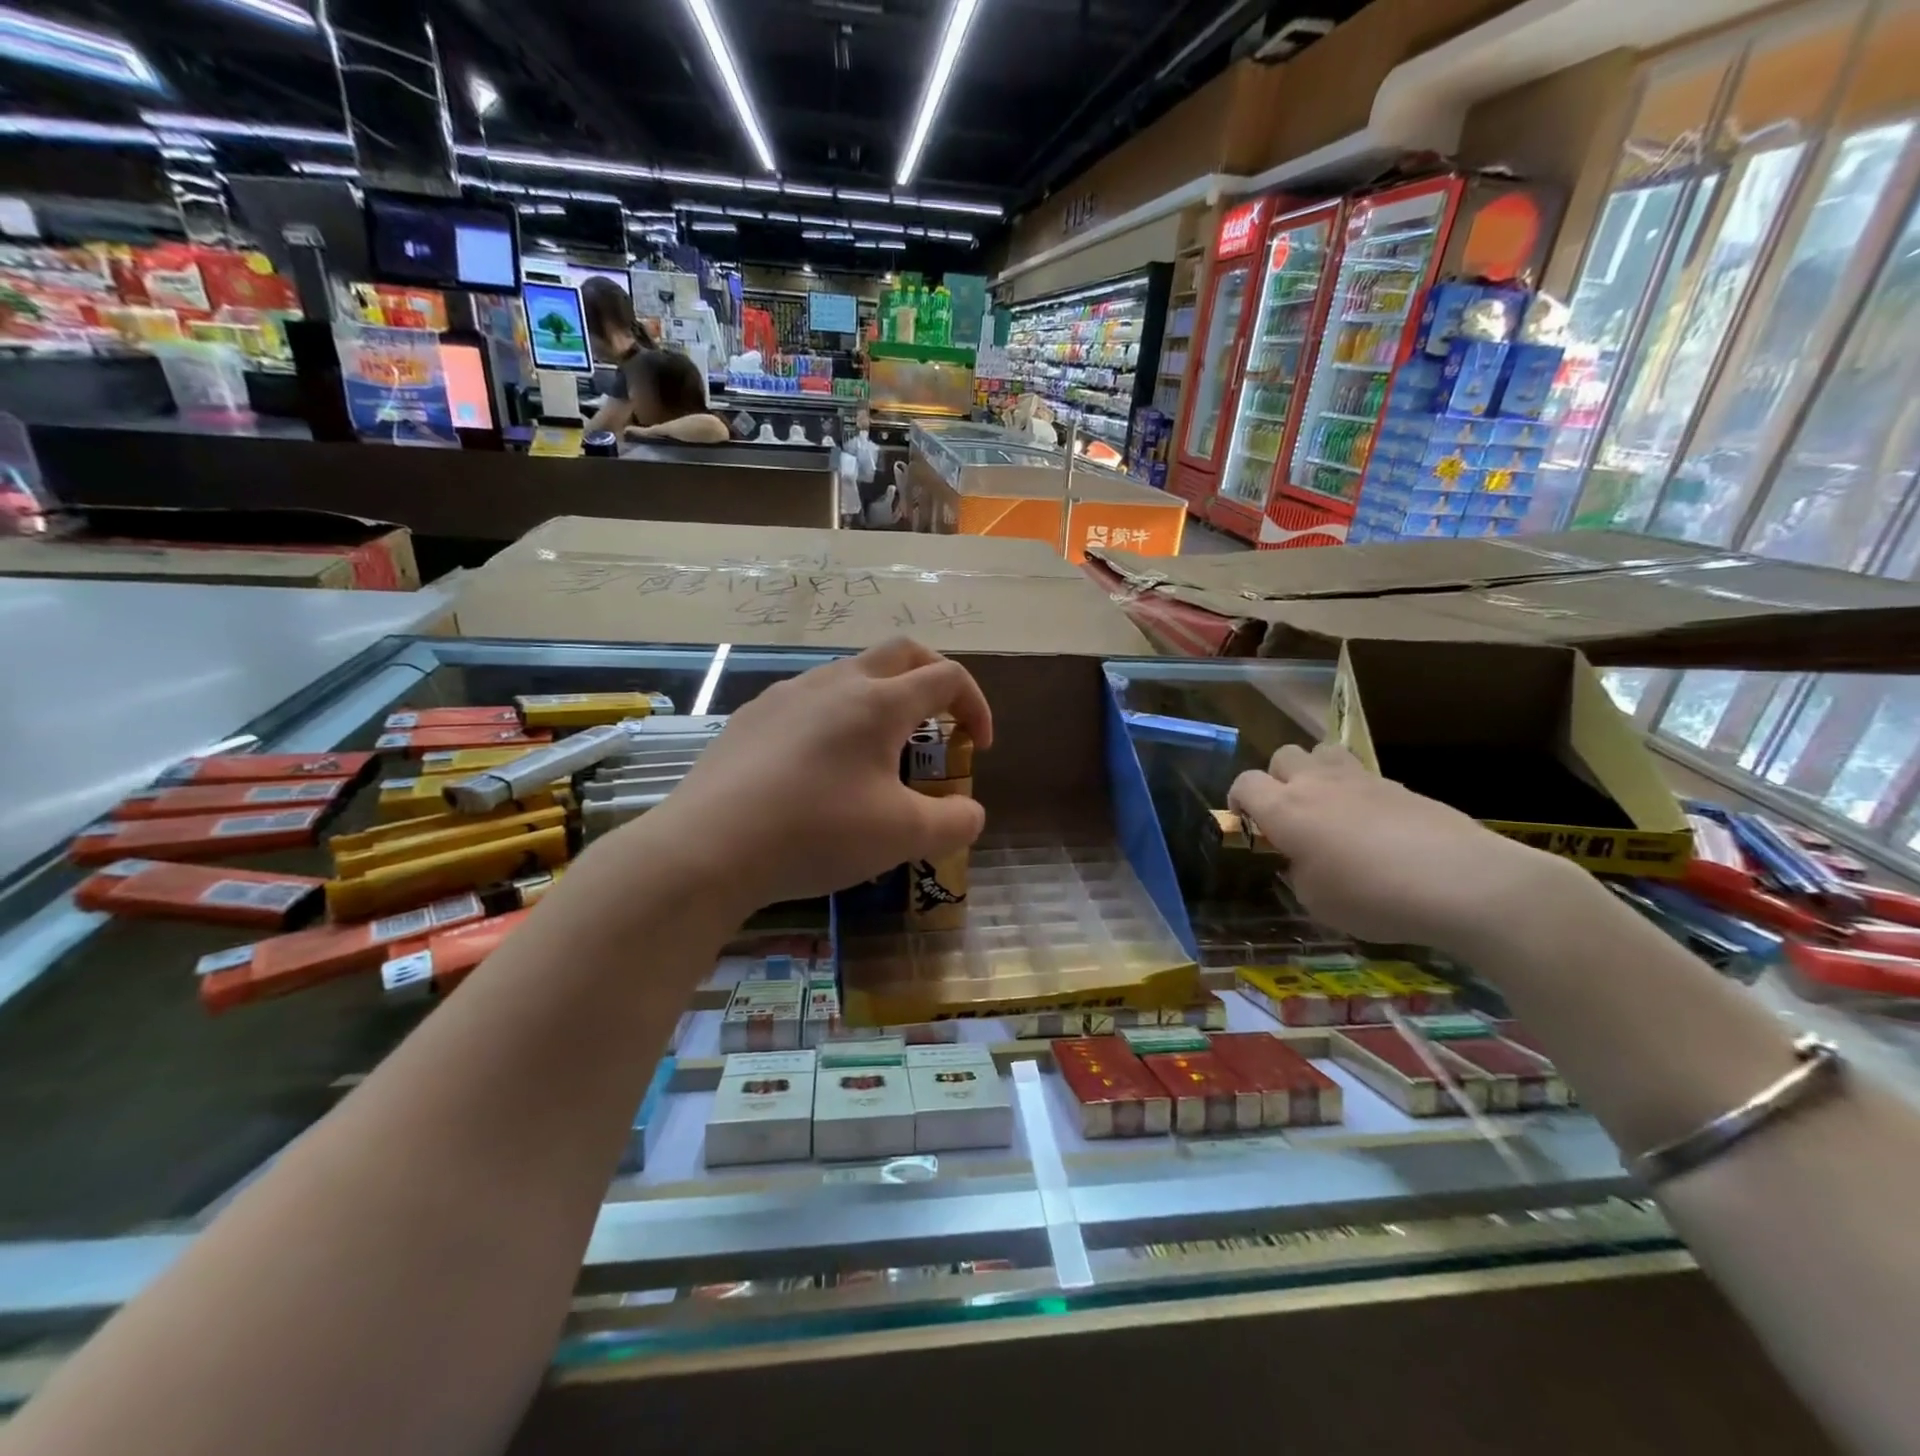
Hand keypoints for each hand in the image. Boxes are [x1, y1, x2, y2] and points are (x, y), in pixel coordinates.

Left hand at [649, 640, 992, 909]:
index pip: (948, 678)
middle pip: (902, 653)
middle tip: (943, 722)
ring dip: (883, 699)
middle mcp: (836, 682)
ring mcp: (788, 694)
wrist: (708, 847)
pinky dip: (837, 718)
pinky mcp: (752, 716)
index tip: (977, 750)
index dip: (975, 707)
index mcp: (880, 702)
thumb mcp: (904, 836)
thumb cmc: (818, 832)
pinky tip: (821, 766)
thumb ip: (956, 821)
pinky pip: (809, 700)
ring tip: (881, 750)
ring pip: (851, 673)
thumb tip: (969, 811)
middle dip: (934, 679)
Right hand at [1228, 742, 1570, 951]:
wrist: (1461, 882)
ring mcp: (1361, 779)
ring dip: (1316, 772)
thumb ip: (1298, 872)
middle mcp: (1317, 784)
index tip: (1249, 824)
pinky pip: (1363, 775)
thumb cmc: (1373, 897)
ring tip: (1328, 806)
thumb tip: (1302, 860)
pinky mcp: (1399, 785)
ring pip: (1322, 752)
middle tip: (1290, 814)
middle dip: (1277, 779)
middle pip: (1282, 755)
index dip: (1239, 800)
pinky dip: (1357, 792)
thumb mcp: (1316, 901)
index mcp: (1286, 810)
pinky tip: (1374, 826)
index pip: (1245, 782)